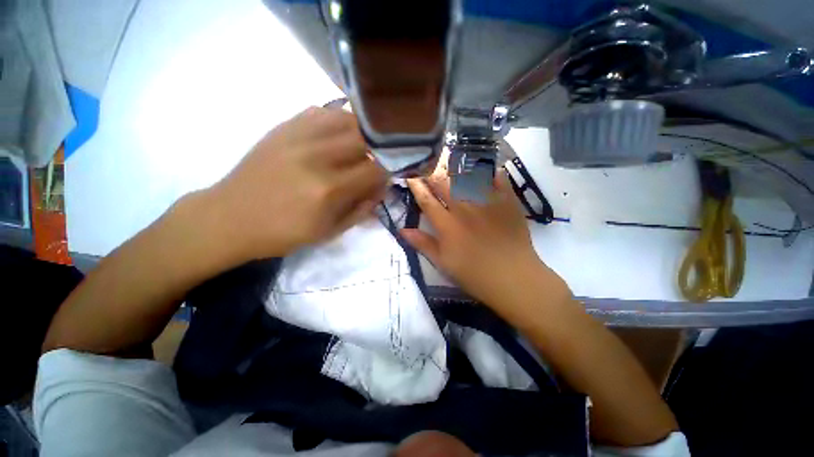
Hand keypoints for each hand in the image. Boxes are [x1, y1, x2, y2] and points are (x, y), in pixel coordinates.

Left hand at [207, 107, 386, 259]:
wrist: (230, 218)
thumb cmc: (284, 233)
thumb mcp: (330, 232)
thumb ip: (362, 209)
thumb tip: (382, 188)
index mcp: (329, 189)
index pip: (375, 170)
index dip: (387, 173)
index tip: (385, 179)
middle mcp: (316, 157)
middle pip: (366, 140)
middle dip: (377, 152)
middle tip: (373, 163)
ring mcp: (298, 137)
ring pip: (347, 119)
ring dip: (361, 134)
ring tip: (360, 147)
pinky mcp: (283, 128)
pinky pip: (321, 112)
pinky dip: (337, 121)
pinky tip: (337, 136)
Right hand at [402, 166, 564, 312]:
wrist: (513, 278)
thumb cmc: (474, 274)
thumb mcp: (443, 263)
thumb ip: (422, 244)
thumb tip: (401, 229)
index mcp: (447, 225)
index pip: (427, 200)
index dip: (416, 187)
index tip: (410, 177)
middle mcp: (464, 209)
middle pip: (444, 184)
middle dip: (432, 173)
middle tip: (427, 167)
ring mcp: (486, 203)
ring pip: (467, 177)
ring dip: (456, 168)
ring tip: (450, 161)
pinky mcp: (507, 202)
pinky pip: (497, 178)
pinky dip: (488, 170)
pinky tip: (482, 166)